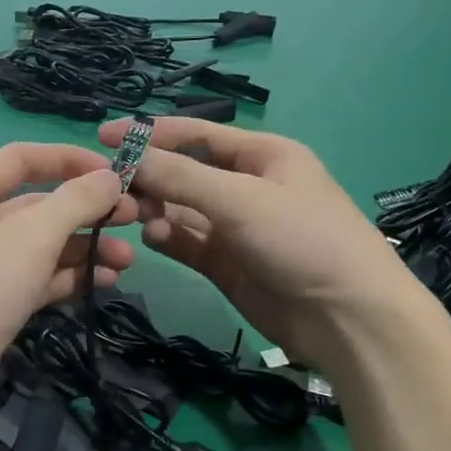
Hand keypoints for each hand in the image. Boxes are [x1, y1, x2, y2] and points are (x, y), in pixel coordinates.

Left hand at [0, 143, 136, 429]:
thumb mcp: (32, 237)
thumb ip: (76, 201)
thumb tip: (111, 178)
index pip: (20, 159)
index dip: (68, 158)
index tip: (114, 170)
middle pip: (36, 205)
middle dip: (85, 210)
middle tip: (134, 218)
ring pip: (41, 247)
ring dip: (85, 248)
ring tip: (127, 260)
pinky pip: (38, 280)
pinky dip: (70, 278)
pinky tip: (105, 282)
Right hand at [96, 116, 417, 366]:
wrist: (346, 317)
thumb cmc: (301, 239)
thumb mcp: (240, 198)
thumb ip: (180, 177)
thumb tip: (127, 158)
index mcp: (263, 155)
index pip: (197, 134)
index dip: (151, 132)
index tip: (104, 135)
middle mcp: (247, 186)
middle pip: (185, 172)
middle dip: (150, 175)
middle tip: (112, 187)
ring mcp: (236, 228)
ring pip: (182, 209)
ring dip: (156, 209)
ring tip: (133, 216)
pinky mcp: (227, 264)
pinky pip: (187, 242)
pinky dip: (167, 238)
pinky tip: (151, 238)